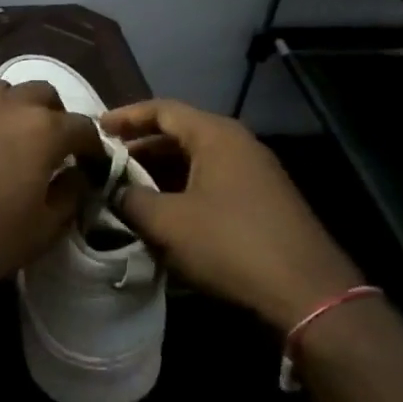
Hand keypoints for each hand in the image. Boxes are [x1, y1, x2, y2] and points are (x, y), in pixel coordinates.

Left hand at [0, 80, 102, 309]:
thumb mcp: (42, 230)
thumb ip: (69, 196)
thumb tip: (76, 176)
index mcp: (42, 130)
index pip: (82, 126)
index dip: (92, 147)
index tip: (92, 165)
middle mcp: (6, 106)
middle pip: (42, 94)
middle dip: (55, 116)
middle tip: (52, 148)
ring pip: (3, 92)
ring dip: (16, 110)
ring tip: (12, 142)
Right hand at [100, 99, 362, 331]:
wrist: (306, 291)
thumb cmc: (230, 244)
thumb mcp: (167, 222)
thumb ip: (131, 199)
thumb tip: (115, 192)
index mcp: (215, 135)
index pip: (162, 110)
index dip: (126, 116)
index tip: (96, 129)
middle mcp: (238, 144)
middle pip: (179, 133)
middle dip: (141, 148)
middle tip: (107, 164)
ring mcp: (254, 173)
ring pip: (196, 161)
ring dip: (160, 173)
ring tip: (128, 191)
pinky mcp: (262, 201)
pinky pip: (212, 183)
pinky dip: (183, 190)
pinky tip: (165, 215)